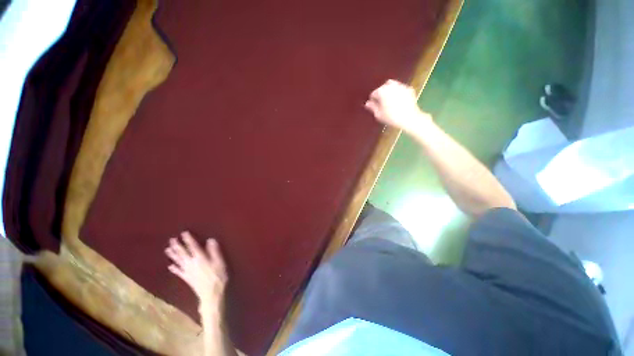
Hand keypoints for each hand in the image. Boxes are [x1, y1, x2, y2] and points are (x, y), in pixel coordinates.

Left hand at [165, 232, 227, 310]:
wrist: (211, 294)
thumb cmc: (217, 276)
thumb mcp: (219, 262)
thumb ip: (214, 251)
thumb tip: (210, 239)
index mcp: (200, 258)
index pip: (193, 246)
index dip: (188, 239)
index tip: (183, 233)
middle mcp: (191, 263)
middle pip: (182, 253)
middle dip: (177, 246)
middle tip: (171, 239)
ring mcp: (187, 271)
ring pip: (178, 261)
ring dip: (173, 255)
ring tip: (167, 249)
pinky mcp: (187, 278)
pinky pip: (178, 272)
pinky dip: (174, 268)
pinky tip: (170, 266)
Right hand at [364, 79, 431, 133]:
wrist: (409, 118)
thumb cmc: (391, 117)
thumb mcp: (379, 114)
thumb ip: (372, 107)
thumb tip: (367, 103)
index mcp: (382, 92)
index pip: (374, 93)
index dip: (372, 100)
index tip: (373, 105)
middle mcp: (391, 86)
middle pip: (383, 87)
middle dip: (381, 93)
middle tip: (381, 102)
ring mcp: (401, 86)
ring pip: (392, 85)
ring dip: (389, 91)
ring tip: (389, 100)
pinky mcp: (409, 89)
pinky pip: (401, 88)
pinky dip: (398, 92)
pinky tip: (398, 100)